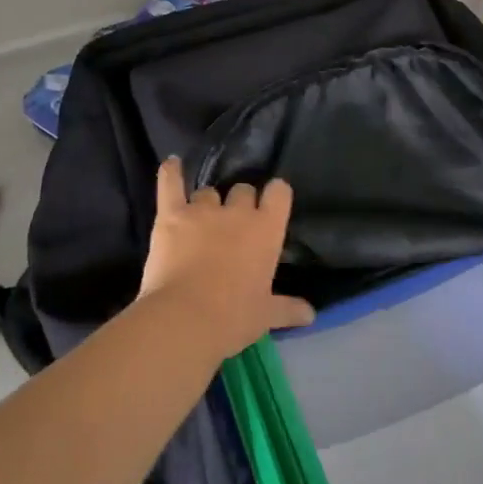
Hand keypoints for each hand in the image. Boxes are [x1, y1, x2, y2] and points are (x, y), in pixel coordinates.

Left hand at [139, 156, 315, 357]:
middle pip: (242, 190)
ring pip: (207, 193)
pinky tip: (172, 164)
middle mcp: (238, 213)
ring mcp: (202, 211)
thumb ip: (288, 309)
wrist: (185, 319)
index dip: (275, 195)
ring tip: (200, 221)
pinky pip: (171, 184)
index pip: (279, 194)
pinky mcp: (171, 215)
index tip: (272, 202)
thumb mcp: (266, 315)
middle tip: (233, 226)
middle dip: (240, 203)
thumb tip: (311, 315)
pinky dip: (171, 173)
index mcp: (267, 230)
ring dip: (207, 204)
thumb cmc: (233, 317)